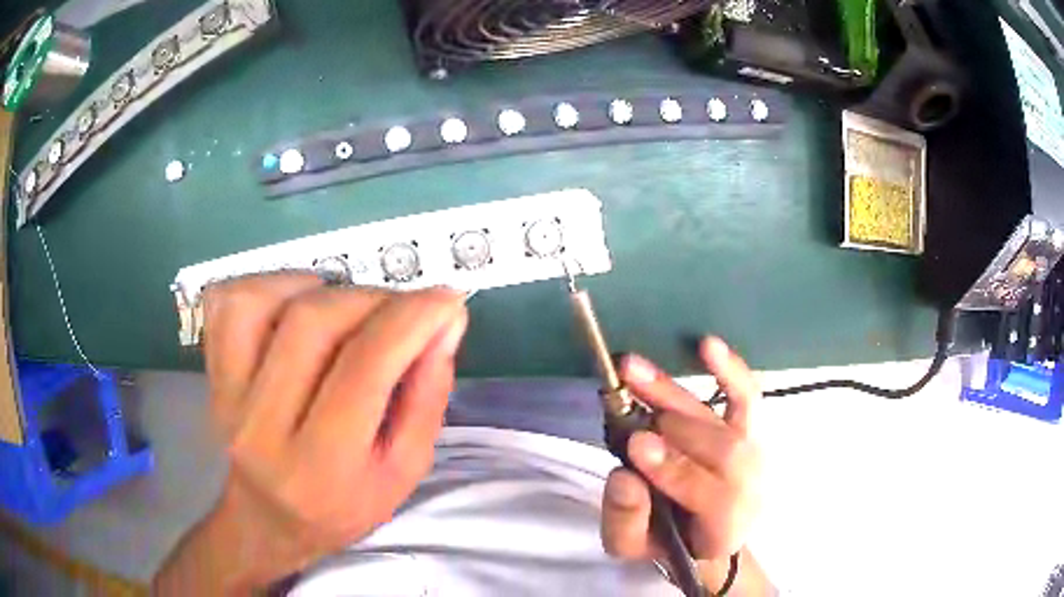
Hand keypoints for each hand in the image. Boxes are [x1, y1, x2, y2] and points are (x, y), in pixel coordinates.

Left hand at [154, 273, 467, 593]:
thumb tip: (445, 323)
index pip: (364, 368)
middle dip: (371, 300)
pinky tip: (294, 306)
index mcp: (322, 465)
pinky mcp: (211, 374)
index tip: (446, 300)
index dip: (411, 319)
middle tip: (400, 311)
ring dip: (317, 288)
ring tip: (344, 309)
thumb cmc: (343, 505)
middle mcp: (262, 427)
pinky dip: (267, 286)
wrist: (269, 520)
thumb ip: (427, 397)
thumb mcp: (404, 471)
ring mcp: (226, 396)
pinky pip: (227, 303)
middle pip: (313, 322)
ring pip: (261, 300)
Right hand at [601, 337, 762, 590]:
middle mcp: (751, 487)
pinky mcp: (750, 429)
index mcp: (725, 527)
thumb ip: (626, 521)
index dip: (676, 470)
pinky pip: (747, 396)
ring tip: (634, 369)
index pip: (711, 496)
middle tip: (626, 402)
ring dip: (677, 393)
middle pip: (721, 450)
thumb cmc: (668, 541)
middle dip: (673, 427)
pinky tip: (707, 345)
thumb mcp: (633, 548)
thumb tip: (624, 477)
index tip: (637, 445)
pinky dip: (731, 370)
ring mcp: (755, 454)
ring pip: (726, 420)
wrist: (707, 534)